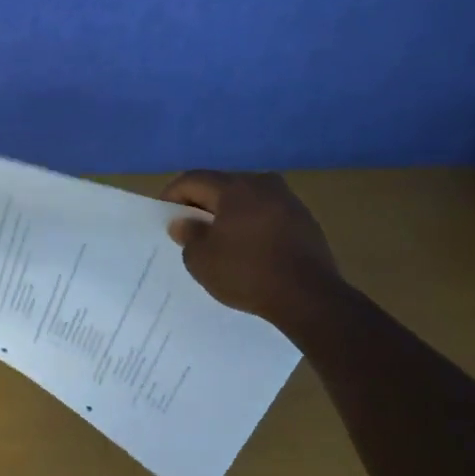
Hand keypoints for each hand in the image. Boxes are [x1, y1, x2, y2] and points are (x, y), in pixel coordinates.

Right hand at [160, 169, 344, 335]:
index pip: (193, 179)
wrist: (310, 296)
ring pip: (247, 200)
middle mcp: (262, 183)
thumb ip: (188, 236)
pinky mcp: (305, 220)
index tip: (165, 215)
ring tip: (220, 240)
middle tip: (190, 228)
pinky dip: (252, 225)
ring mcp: (288, 200)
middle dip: (202, 204)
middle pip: (222, 186)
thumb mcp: (202, 260)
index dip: (173, 195)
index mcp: (234, 187)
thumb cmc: (248, 272)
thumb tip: (184, 222)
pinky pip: (267, 214)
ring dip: (229, 215)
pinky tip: (249, 248)